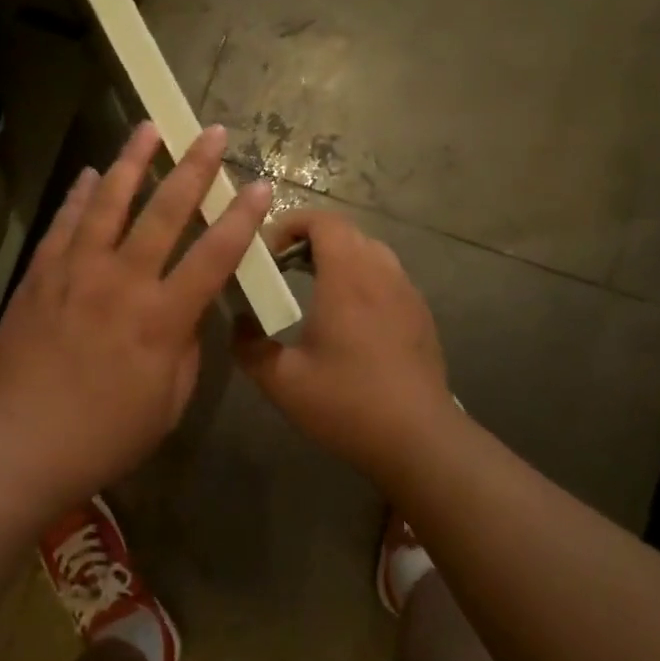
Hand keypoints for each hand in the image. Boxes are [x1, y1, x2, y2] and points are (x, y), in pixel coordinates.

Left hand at [0, 121, 271, 511]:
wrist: (19, 444)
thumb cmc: (104, 435)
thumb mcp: (169, 403)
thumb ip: (186, 349)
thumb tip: (189, 311)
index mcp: (162, 319)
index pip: (214, 255)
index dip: (242, 219)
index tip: (260, 185)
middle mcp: (122, 282)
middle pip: (164, 213)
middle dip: (194, 168)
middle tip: (210, 132)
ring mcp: (76, 274)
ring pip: (108, 204)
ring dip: (131, 162)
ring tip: (147, 128)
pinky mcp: (40, 278)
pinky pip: (64, 225)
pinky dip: (80, 197)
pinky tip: (91, 175)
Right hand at [234, 209, 457, 473]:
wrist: (418, 439)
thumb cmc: (346, 403)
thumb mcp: (282, 381)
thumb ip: (249, 347)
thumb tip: (238, 323)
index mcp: (347, 278)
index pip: (324, 221)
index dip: (292, 223)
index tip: (267, 250)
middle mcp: (381, 274)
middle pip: (347, 232)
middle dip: (310, 239)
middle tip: (282, 267)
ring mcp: (407, 293)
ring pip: (371, 252)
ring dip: (339, 257)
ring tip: (313, 288)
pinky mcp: (420, 314)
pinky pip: (387, 276)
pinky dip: (362, 278)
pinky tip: (348, 318)